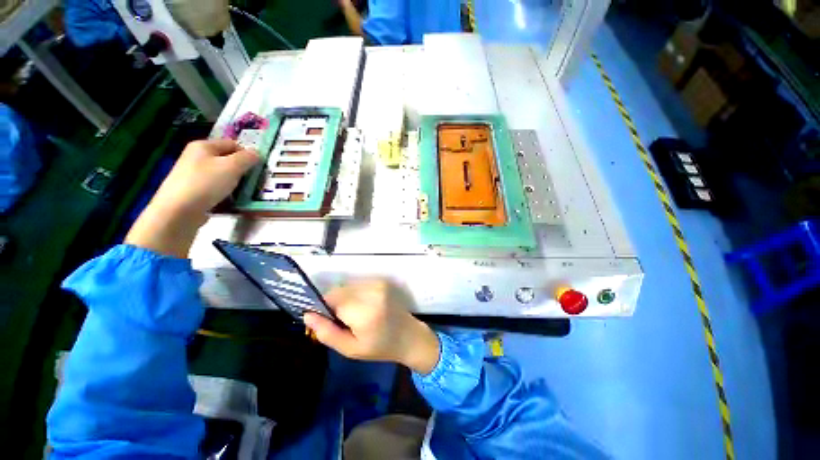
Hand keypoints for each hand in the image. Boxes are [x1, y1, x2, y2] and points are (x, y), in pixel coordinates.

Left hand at [125, 139, 258, 257]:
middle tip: (252, 180)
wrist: (178, 211)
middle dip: (241, 169)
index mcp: (203, 146)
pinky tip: (229, 200)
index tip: (257, 168)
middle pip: (226, 159)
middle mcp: (196, 157)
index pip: (232, 144)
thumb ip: (247, 158)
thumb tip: (257, 153)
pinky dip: (224, 192)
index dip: (247, 154)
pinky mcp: (192, 190)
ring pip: (221, 174)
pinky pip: (214, 187)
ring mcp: (192, 174)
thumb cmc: (206, 183)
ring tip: (242, 192)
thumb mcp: (232, 167)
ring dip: (234, 182)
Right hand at [304, 280, 440, 373]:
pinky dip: (354, 294)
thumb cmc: (380, 347)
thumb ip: (327, 333)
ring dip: (344, 298)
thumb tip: (307, 315)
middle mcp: (371, 292)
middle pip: (338, 290)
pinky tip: (363, 307)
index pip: (331, 299)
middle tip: (343, 321)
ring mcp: (378, 284)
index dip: (323, 308)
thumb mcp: (350, 349)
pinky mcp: (381, 282)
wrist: (409, 336)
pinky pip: (357, 285)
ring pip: (347, 286)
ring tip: (354, 314)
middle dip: (333, 304)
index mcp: (364, 311)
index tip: (326, 320)